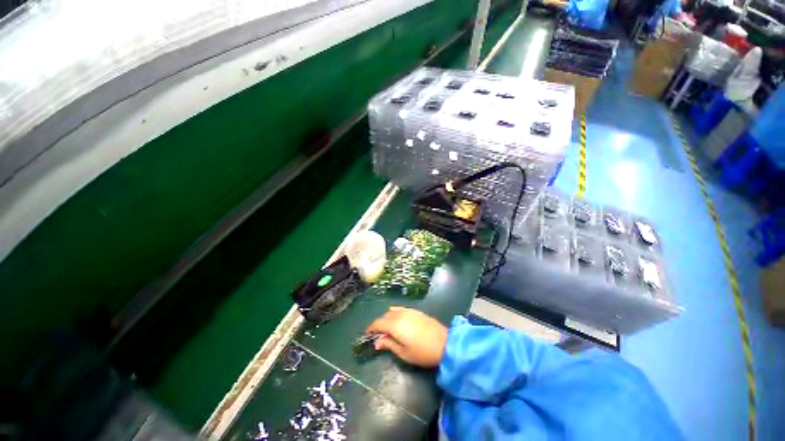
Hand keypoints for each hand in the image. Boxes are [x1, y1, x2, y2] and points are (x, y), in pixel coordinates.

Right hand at [365, 307, 447, 367]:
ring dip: (387, 318)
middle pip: (384, 316)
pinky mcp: (416, 311)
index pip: (378, 323)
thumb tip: (377, 342)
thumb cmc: (422, 352)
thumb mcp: (403, 353)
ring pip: (392, 311)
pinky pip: (401, 309)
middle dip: (379, 324)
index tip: (367, 335)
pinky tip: (399, 323)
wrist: (444, 343)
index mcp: (395, 325)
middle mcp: (400, 314)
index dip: (371, 328)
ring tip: (389, 330)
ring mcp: (409, 311)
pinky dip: (395, 314)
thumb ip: (389, 344)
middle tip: (379, 336)